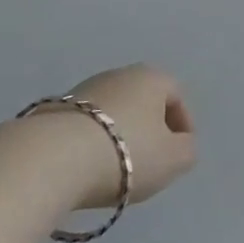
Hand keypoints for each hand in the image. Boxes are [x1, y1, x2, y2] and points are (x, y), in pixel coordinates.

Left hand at [38, 64, 197, 210]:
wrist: (56, 157)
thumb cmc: (127, 152)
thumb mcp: (173, 159)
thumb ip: (187, 150)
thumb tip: (182, 143)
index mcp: (151, 77)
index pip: (176, 95)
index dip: (183, 125)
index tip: (179, 154)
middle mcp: (120, 73)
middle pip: (144, 101)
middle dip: (150, 129)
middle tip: (151, 162)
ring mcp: (85, 88)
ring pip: (114, 111)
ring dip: (121, 135)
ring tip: (118, 169)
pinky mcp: (58, 108)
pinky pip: (88, 124)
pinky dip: (94, 141)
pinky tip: (90, 166)